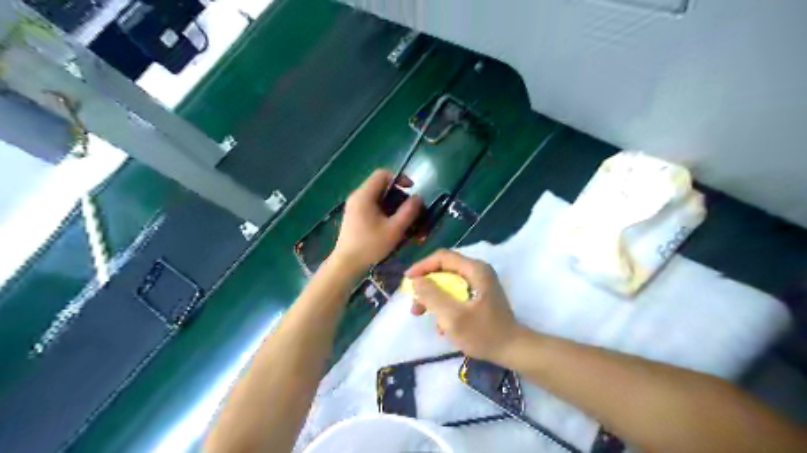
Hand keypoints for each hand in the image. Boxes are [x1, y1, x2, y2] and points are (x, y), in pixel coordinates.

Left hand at [332, 171, 422, 275]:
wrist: (346, 264)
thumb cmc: (370, 246)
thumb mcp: (394, 229)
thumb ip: (409, 211)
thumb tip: (418, 197)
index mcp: (364, 195)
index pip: (383, 174)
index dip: (399, 178)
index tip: (411, 190)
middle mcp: (358, 197)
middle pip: (381, 186)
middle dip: (399, 195)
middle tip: (410, 210)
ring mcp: (355, 207)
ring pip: (378, 198)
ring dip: (393, 205)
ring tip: (404, 220)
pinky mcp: (355, 217)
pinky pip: (373, 207)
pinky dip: (385, 212)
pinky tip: (392, 227)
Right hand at [407, 250, 520, 362]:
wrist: (512, 350)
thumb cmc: (483, 333)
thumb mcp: (453, 316)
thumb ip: (432, 295)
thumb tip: (416, 280)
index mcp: (475, 270)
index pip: (442, 257)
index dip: (422, 266)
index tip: (407, 280)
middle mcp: (478, 272)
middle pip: (444, 270)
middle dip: (426, 286)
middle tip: (414, 303)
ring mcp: (480, 284)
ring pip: (448, 283)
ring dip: (433, 298)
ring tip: (422, 314)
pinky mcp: (479, 296)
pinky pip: (456, 294)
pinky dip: (444, 305)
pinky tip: (441, 325)